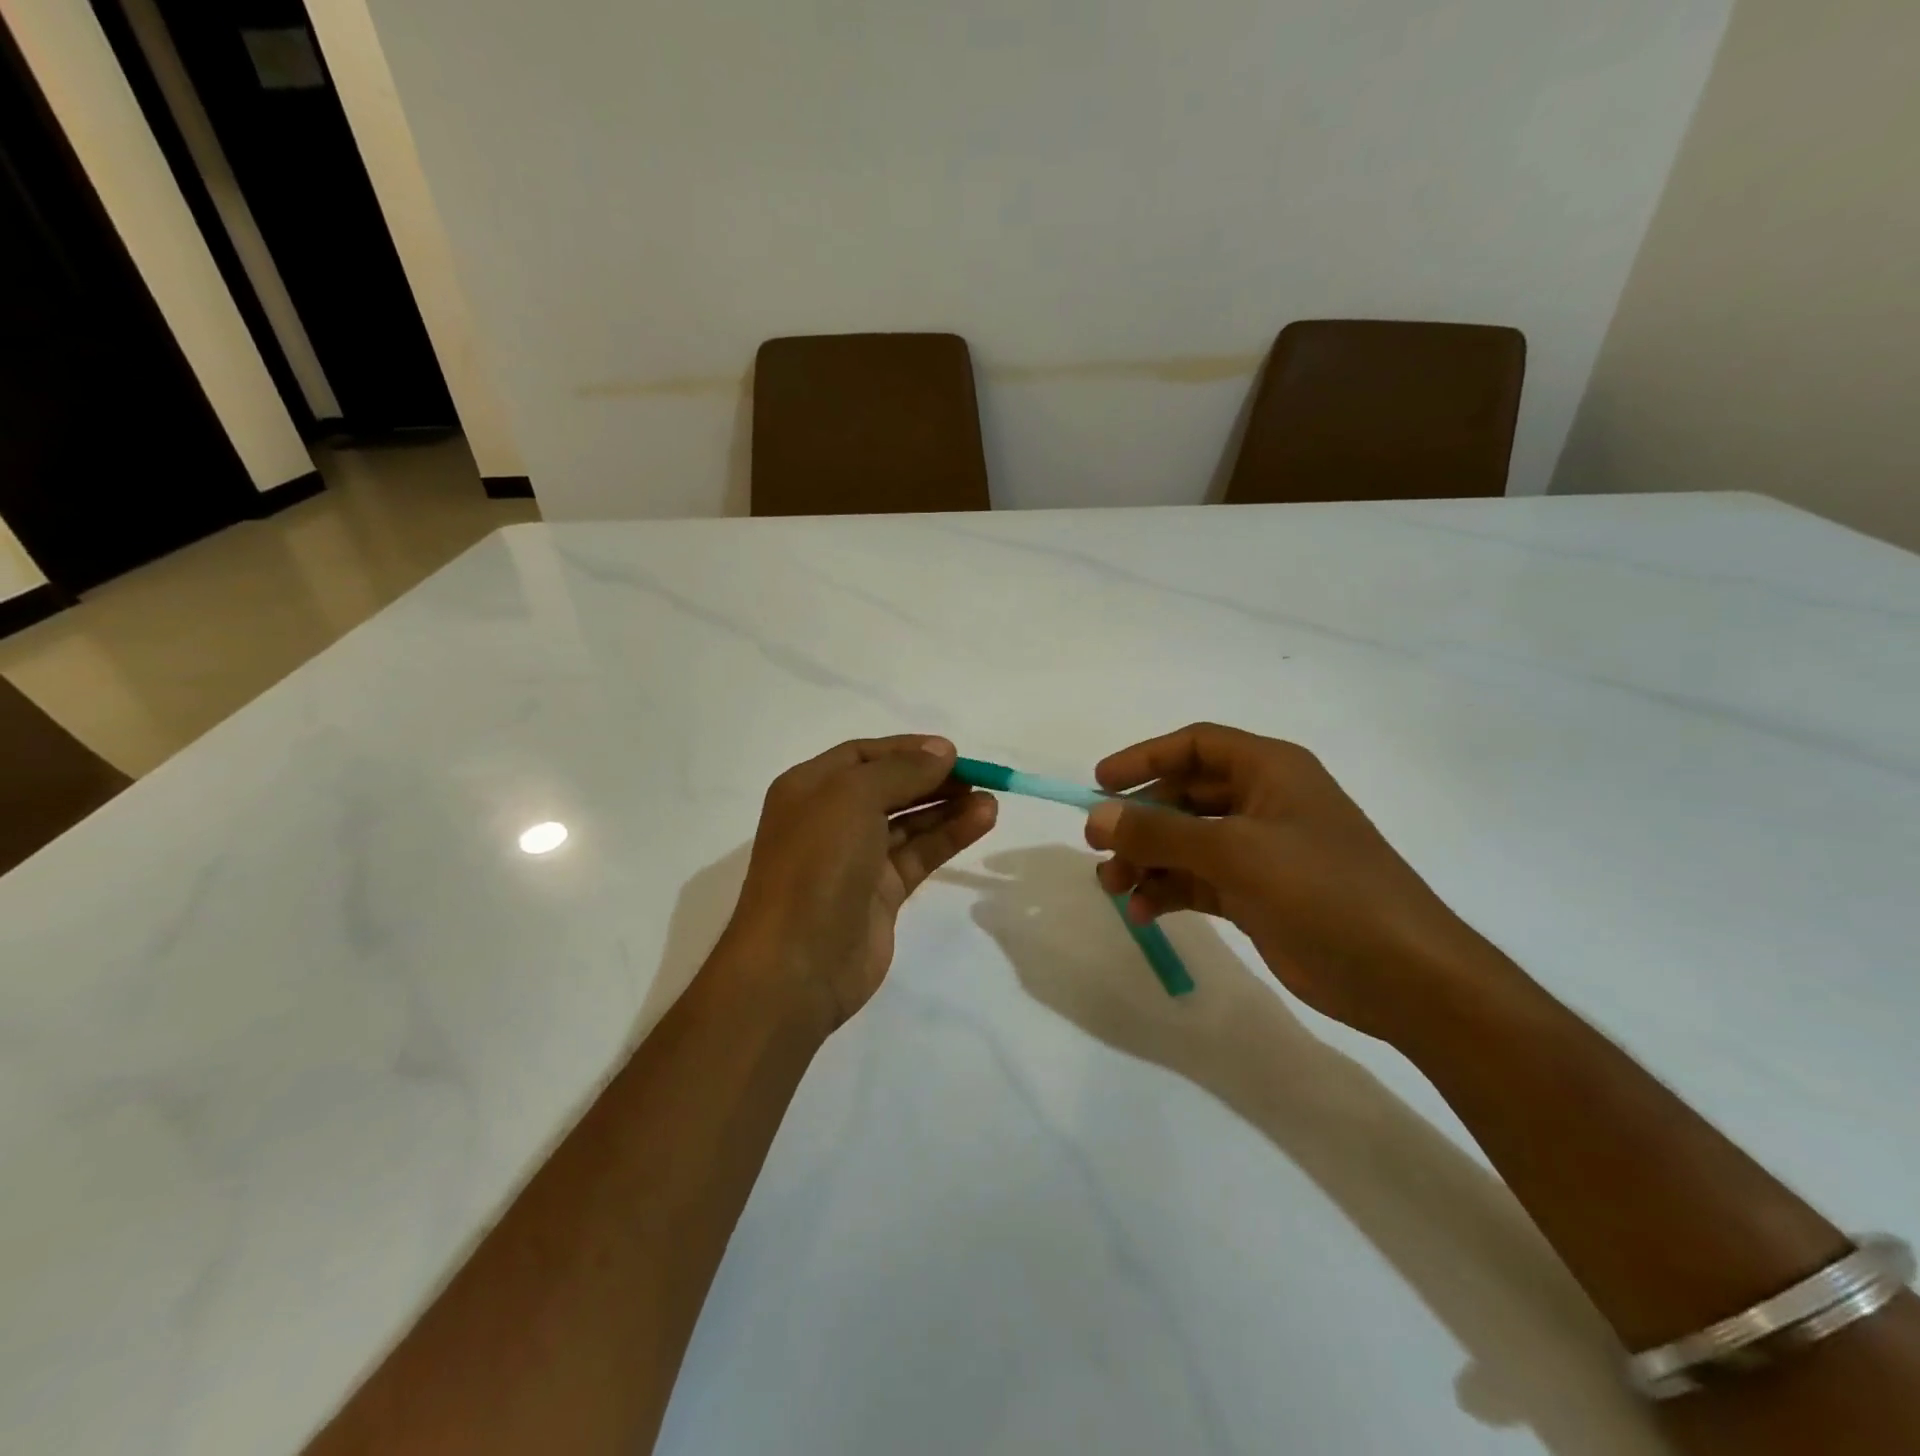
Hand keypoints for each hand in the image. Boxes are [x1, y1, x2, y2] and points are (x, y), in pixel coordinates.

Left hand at [725, 736, 997, 1030]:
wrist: (797, 965)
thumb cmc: (816, 865)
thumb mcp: (852, 798)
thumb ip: (901, 770)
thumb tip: (943, 752)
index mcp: (809, 788)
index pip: (862, 755)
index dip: (907, 749)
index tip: (951, 751)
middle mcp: (830, 819)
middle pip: (889, 787)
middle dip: (932, 778)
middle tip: (978, 775)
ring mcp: (856, 858)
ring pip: (909, 822)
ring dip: (948, 807)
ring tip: (990, 799)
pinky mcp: (881, 893)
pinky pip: (919, 854)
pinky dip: (949, 836)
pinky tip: (982, 820)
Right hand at [1086, 723, 1500, 1043]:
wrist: (1403, 975)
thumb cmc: (1324, 890)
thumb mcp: (1237, 852)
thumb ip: (1162, 832)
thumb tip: (1096, 817)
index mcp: (1270, 770)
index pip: (1196, 745)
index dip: (1145, 758)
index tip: (1099, 783)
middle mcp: (1263, 802)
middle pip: (1184, 795)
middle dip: (1139, 820)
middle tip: (1098, 846)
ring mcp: (1261, 851)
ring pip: (1186, 842)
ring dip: (1146, 860)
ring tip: (1113, 887)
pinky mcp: (1257, 894)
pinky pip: (1197, 880)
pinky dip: (1167, 891)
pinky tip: (1143, 912)